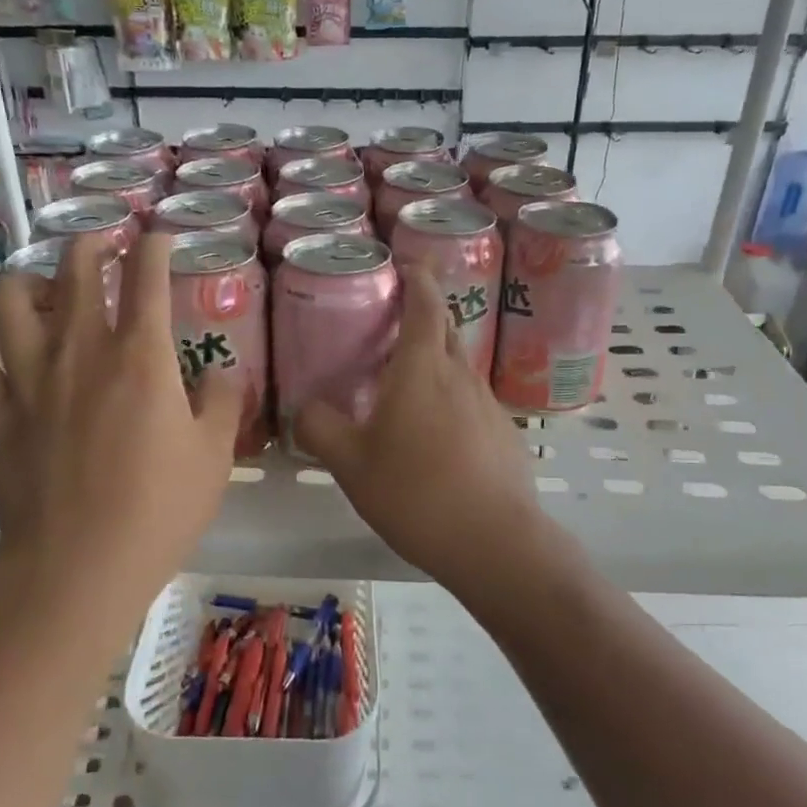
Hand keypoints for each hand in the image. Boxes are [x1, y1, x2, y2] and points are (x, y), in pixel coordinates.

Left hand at [0, 231, 242, 603]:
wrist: (79, 565)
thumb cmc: (158, 509)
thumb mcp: (214, 455)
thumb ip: (221, 402)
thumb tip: (219, 373)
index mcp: (141, 356)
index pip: (147, 276)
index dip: (154, 247)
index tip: (159, 239)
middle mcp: (81, 350)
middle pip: (75, 269)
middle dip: (91, 245)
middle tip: (103, 249)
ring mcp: (30, 377)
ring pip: (10, 299)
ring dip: (28, 281)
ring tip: (44, 290)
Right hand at [296, 265, 555, 587]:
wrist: (495, 542)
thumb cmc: (415, 493)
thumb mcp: (350, 464)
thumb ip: (319, 429)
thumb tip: (303, 408)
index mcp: (422, 367)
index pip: (425, 301)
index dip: (415, 276)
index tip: (401, 264)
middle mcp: (460, 374)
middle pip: (443, 327)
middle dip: (420, 315)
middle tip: (386, 325)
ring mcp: (488, 403)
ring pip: (456, 366)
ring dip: (432, 362)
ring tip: (402, 385)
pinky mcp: (503, 433)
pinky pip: (470, 400)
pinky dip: (449, 399)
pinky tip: (434, 436)